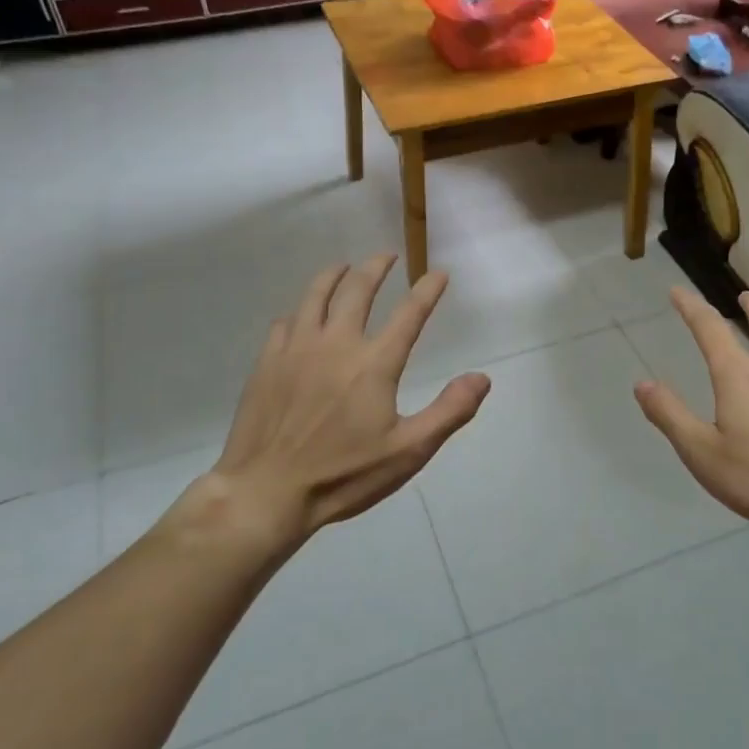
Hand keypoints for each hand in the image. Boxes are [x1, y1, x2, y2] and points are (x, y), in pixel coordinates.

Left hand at [161, 254, 490, 554]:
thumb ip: (449, 411)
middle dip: (376, 267)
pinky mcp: (267, 362)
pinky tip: (302, 315)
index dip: (427, 290)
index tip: (439, 272)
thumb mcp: (409, 451)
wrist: (267, 492)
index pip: (409, 314)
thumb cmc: (344, 475)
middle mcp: (336, 343)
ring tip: (344, 267)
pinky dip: (300, 310)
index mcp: (374, 363)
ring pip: (316, 295)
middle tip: (387, 256)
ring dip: (334, 275)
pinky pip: (286, 322)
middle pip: (357, 289)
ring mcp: (296, 349)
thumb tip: (482, 378)